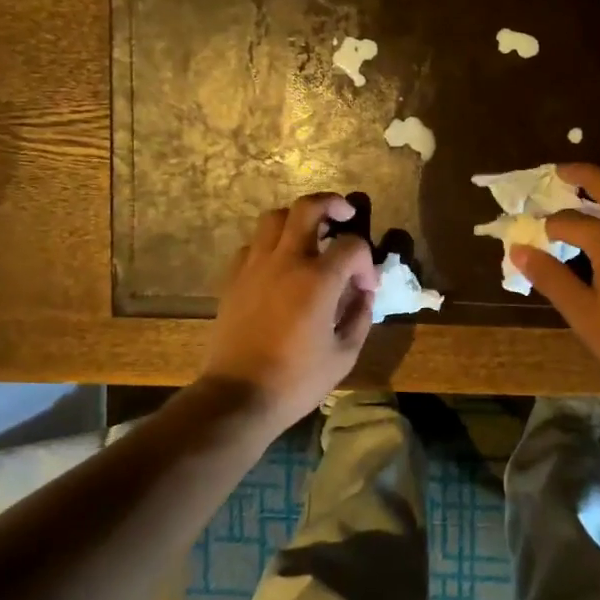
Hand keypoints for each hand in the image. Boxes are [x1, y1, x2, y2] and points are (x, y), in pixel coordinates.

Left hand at [203, 193, 379, 434]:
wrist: (238, 396)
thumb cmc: (297, 380)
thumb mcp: (344, 354)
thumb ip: (360, 316)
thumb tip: (364, 293)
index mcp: (318, 280)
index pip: (351, 244)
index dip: (366, 260)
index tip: (366, 286)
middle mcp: (286, 261)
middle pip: (307, 208)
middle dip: (332, 203)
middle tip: (344, 214)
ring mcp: (254, 266)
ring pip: (274, 218)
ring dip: (297, 218)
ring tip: (310, 234)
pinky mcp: (233, 278)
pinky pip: (252, 244)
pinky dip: (270, 244)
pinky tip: (280, 264)